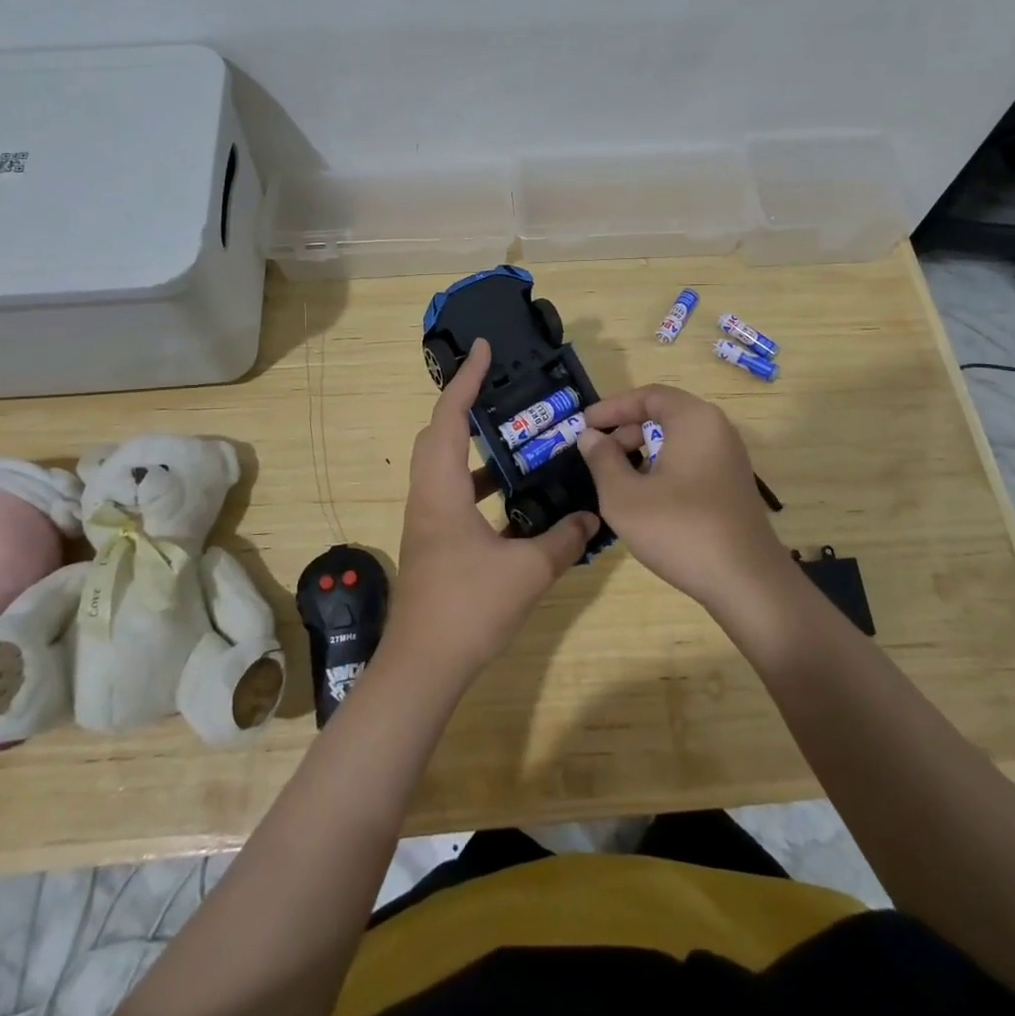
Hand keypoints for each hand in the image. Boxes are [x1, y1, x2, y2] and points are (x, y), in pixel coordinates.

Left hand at [386, 339, 596, 681]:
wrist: (423, 666)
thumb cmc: (469, 607)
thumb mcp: (528, 571)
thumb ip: (563, 539)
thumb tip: (591, 516)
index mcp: (442, 489)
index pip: (450, 417)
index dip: (464, 379)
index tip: (481, 348)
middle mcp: (427, 496)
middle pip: (438, 434)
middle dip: (464, 404)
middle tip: (498, 389)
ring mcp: (426, 521)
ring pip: (443, 465)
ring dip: (473, 446)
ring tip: (513, 439)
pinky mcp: (433, 543)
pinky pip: (452, 493)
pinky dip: (477, 483)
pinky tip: (509, 499)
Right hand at [576, 385, 786, 606]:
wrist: (746, 582)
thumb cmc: (680, 529)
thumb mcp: (624, 496)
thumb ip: (602, 460)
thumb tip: (591, 436)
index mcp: (694, 420)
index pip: (648, 395)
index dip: (612, 407)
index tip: (584, 425)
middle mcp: (717, 430)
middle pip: (665, 414)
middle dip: (627, 430)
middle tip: (598, 456)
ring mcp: (729, 458)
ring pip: (678, 440)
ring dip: (644, 451)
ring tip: (617, 479)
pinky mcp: (732, 485)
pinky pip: (691, 460)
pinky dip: (664, 467)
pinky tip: (647, 498)